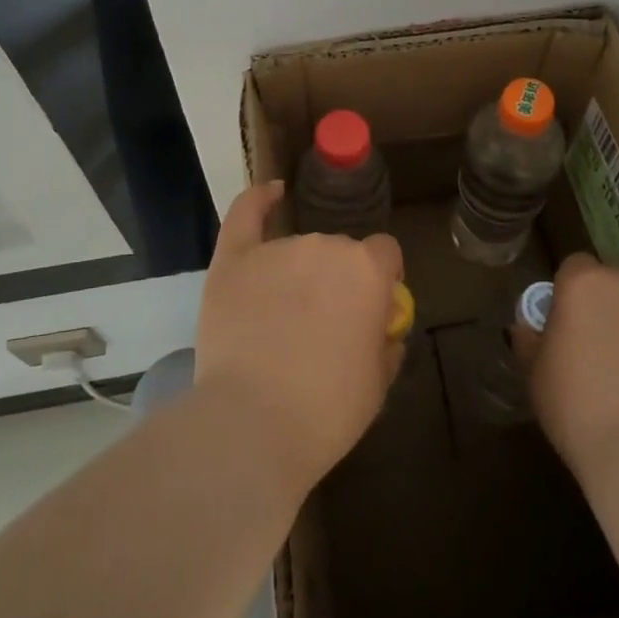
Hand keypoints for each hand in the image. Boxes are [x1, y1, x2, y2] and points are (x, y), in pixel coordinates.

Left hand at [194, 182, 404, 490]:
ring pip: (298, 248)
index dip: (382, 278)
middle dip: (338, 280)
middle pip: (339, 252)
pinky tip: (272, 192)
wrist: (253, 425)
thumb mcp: (377, 384)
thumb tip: (382, 327)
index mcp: (367, 270)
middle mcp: (325, 246)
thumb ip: (385, 343)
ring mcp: (276, 249)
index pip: (384, 254)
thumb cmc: (327, 411)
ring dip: (300, 272)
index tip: (373, 308)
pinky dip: (260, 199)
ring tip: (283, 318)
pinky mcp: (233, 260)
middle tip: (324, 325)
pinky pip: (247, 213)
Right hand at [512, 252, 618, 476]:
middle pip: (610, 285)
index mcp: (584, 283)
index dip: (566, 290)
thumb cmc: (574, 403)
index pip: (574, 265)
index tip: (562, 322)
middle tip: (588, 347)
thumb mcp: (534, 372)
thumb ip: (528, 340)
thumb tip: (525, 329)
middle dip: (600, 307)